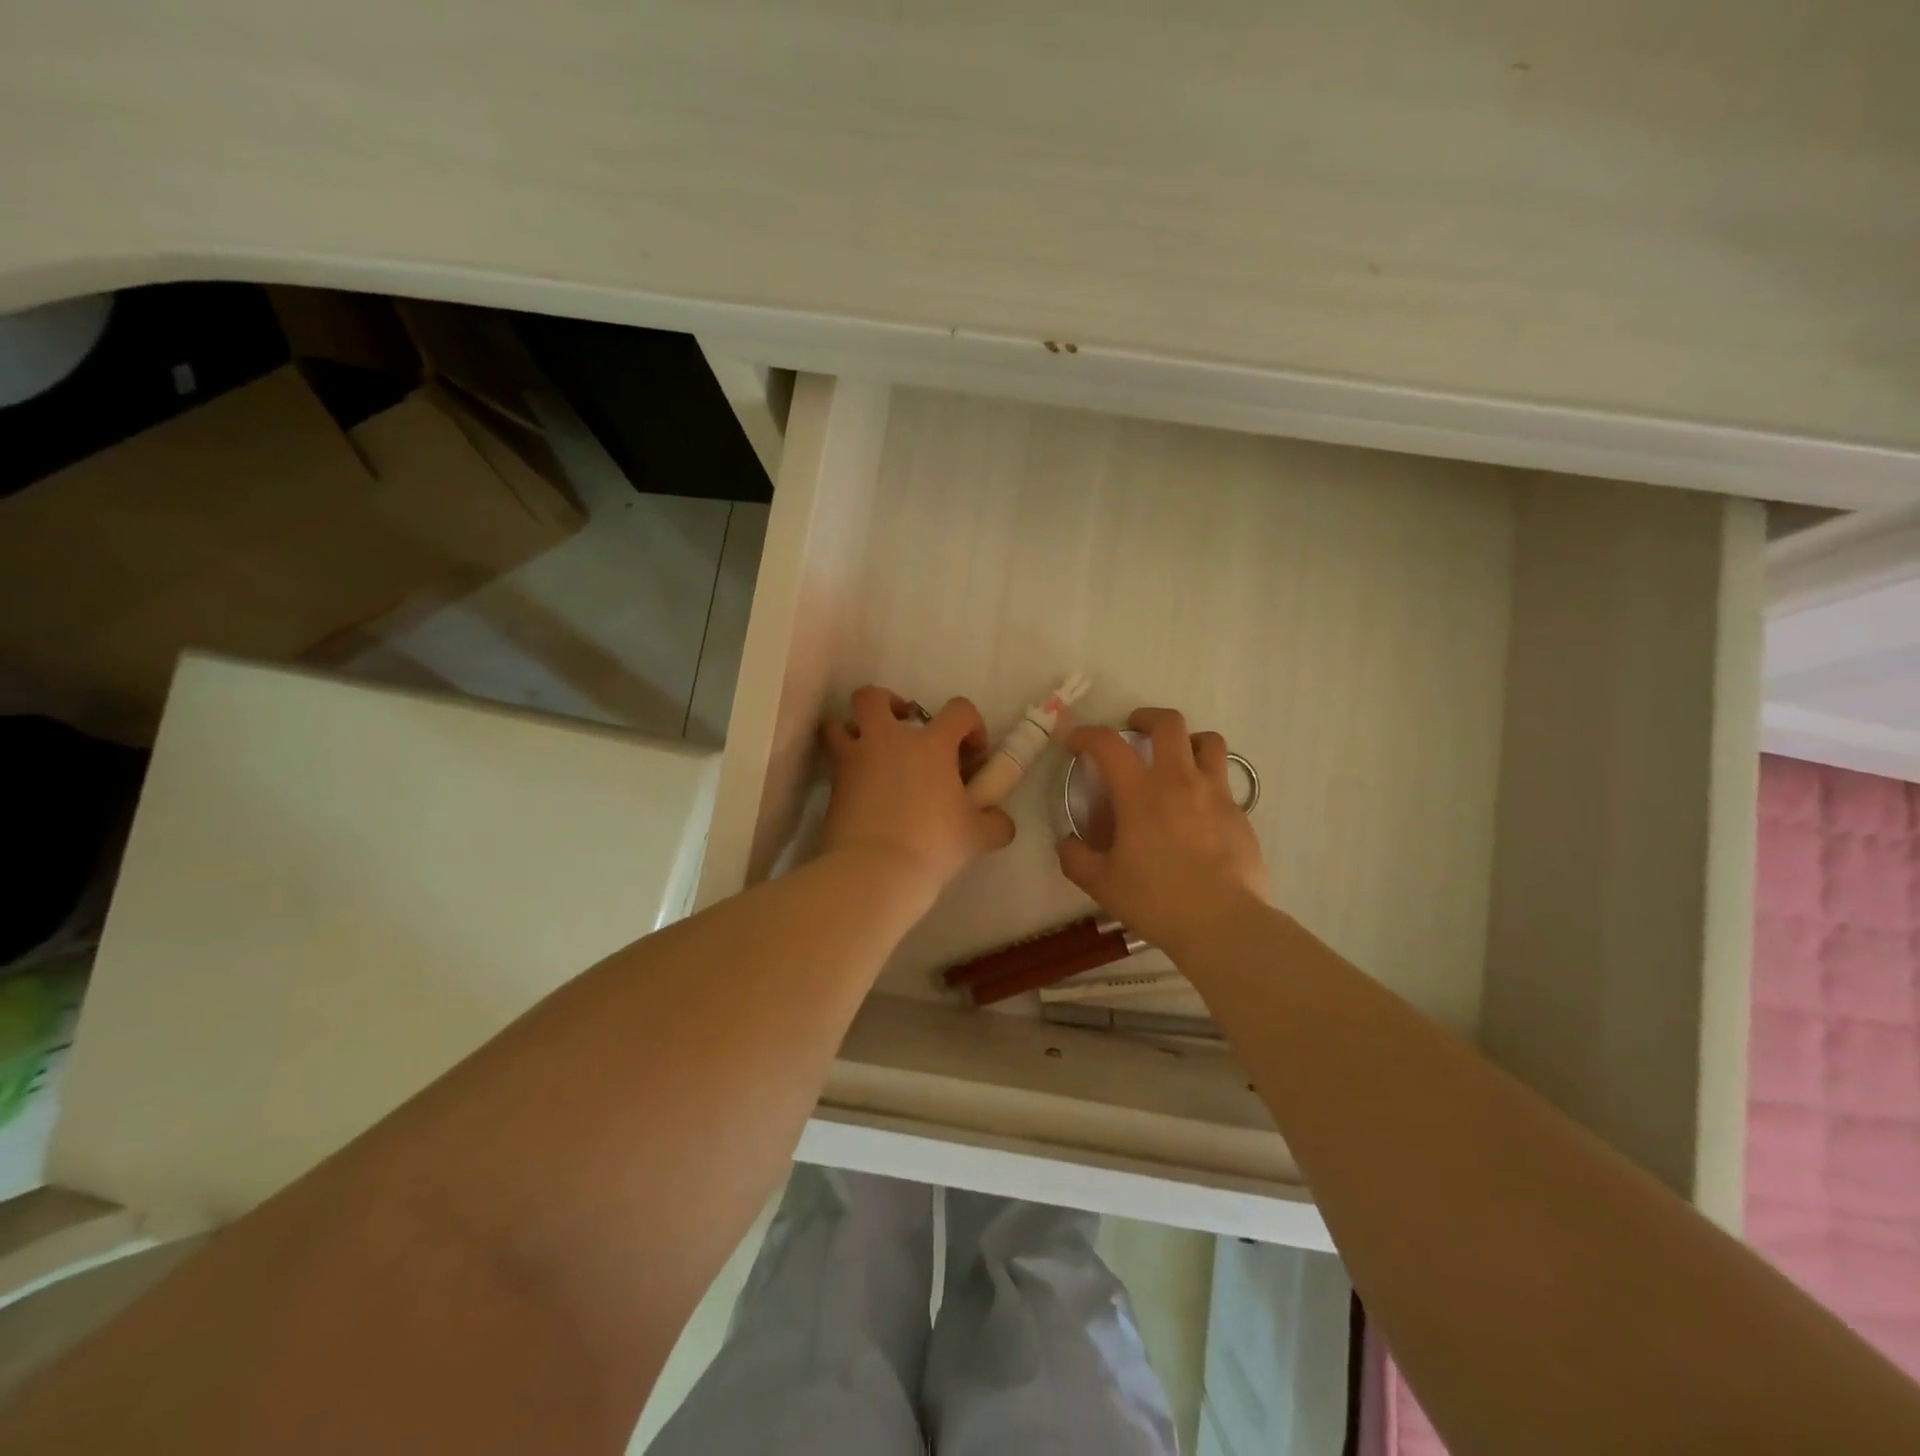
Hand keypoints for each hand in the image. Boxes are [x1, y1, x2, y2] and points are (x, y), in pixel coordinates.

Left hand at [821, 686, 1015, 896]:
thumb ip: (995, 823)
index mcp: (931, 744)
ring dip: (853, 730)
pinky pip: (833, 764)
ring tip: (870, 753)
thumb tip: (1000, 822)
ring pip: (838, 723)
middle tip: (903, 730)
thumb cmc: (932, 844)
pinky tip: (860, 791)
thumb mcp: (977, 837)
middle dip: (888, 704)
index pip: (959, 710)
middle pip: (873, 697)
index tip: (972, 754)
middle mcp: (888, 741)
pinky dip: (844, 769)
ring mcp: (854, 761)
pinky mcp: (831, 787)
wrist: (874, 871)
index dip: (971, 725)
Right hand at [1056, 707, 1268, 953]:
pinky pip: (1223, 781)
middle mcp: (1180, 781)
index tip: (1076, 742)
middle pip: (1169, 723)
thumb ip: (1076, 858)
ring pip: (1208, 742)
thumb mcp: (1102, 884)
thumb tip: (1066, 842)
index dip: (1086, 734)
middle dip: (1146, 717)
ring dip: (1187, 740)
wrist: (1224, 923)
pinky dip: (1206, 781)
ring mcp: (1215, 794)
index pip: (1108, 743)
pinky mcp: (1240, 814)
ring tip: (1175, 757)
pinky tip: (1197, 809)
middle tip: (1133, 730)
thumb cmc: (1157, 900)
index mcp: (1140, 793)